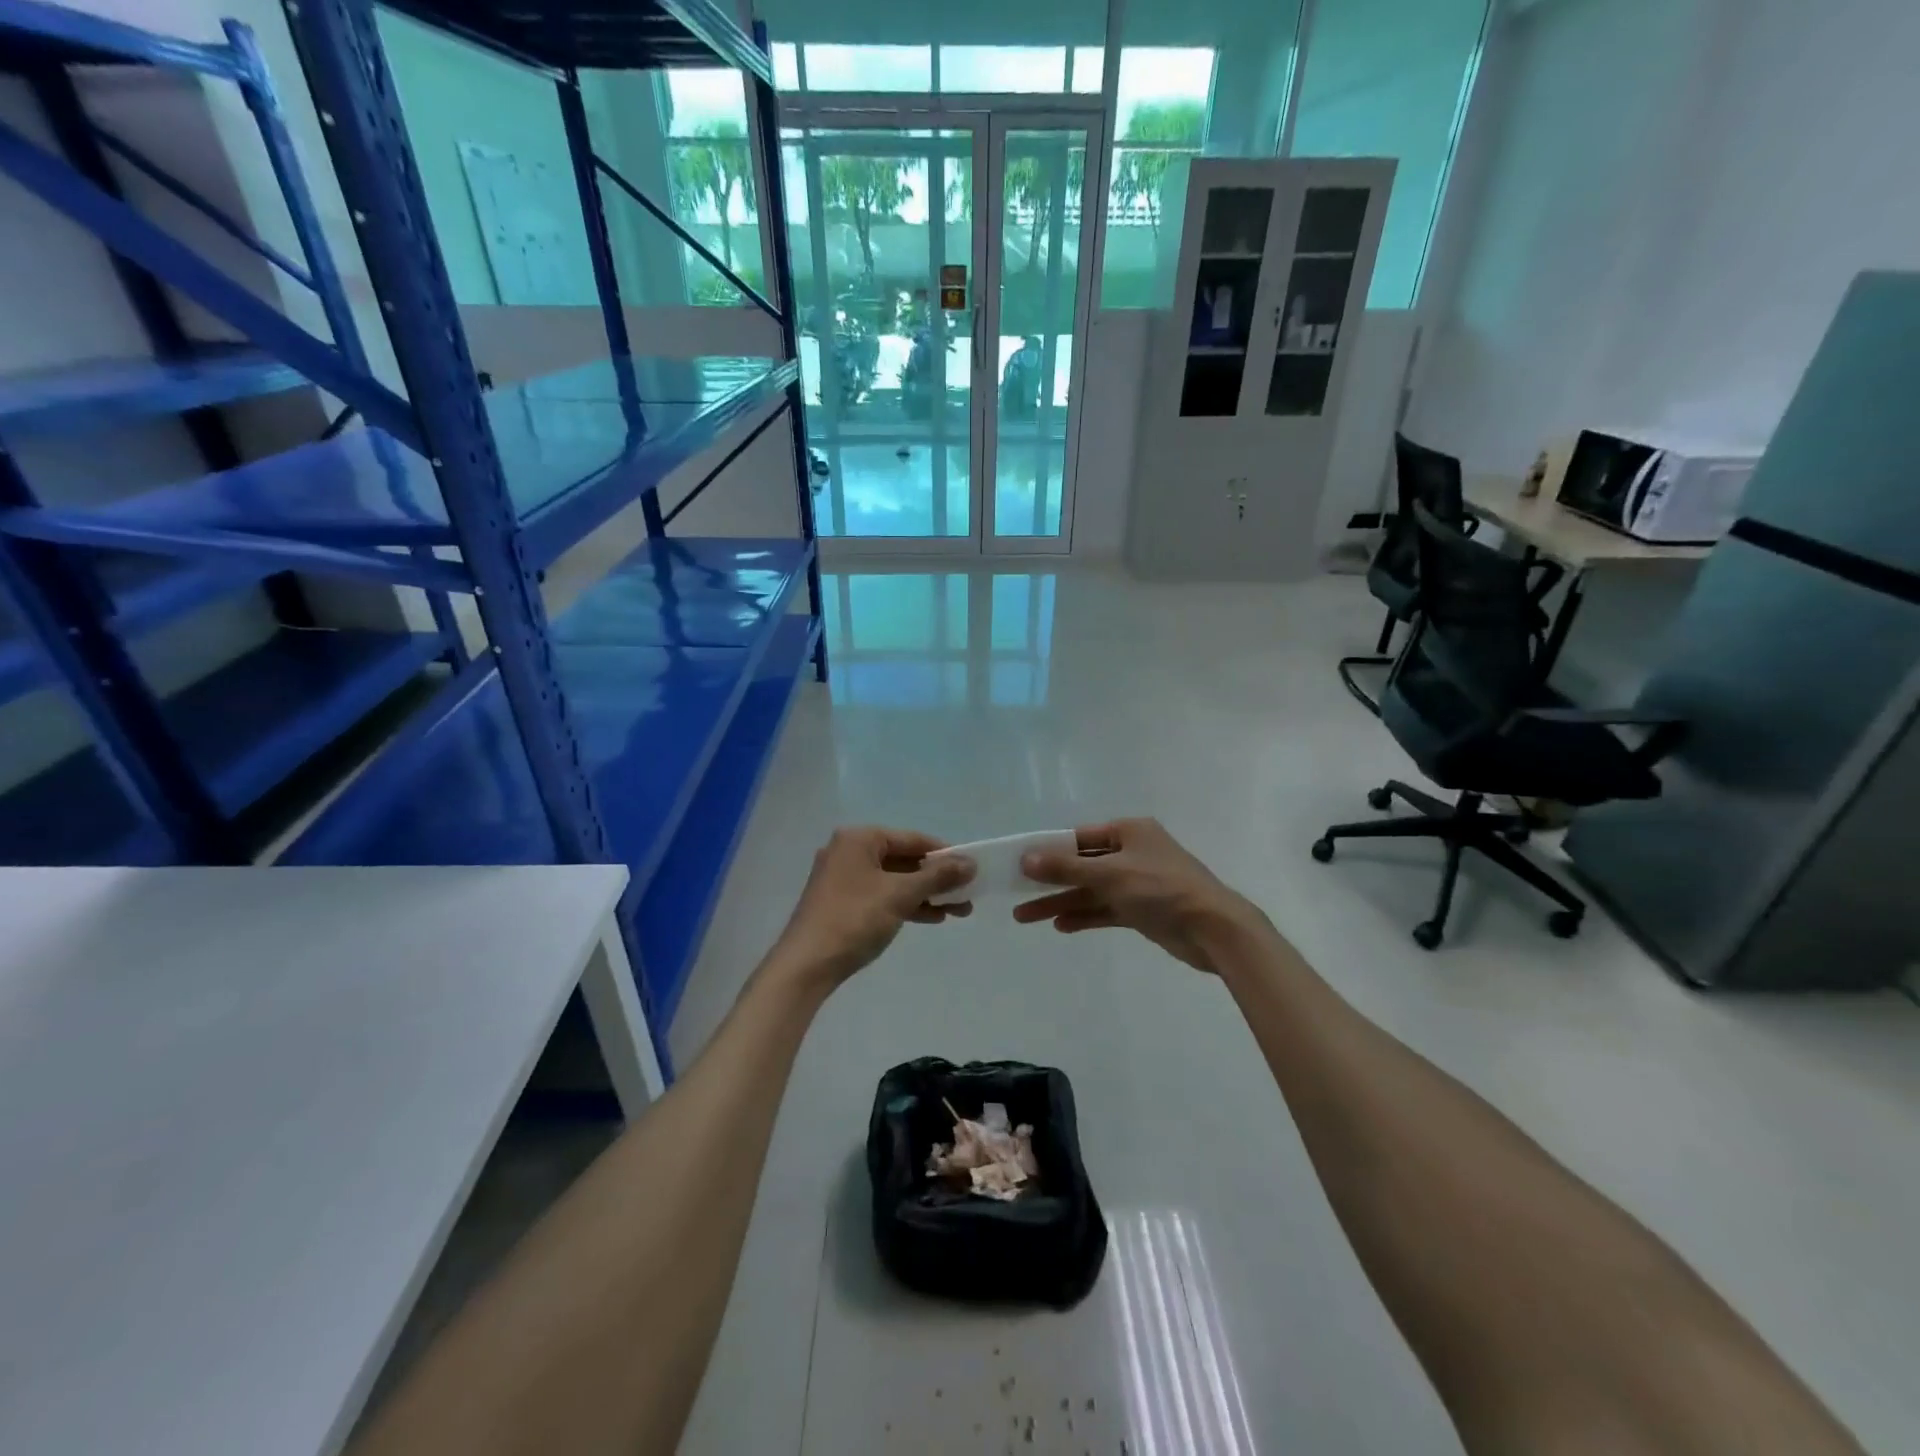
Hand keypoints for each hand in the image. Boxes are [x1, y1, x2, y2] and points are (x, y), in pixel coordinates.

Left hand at [769, 827, 974, 990]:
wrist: (806, 966)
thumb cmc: (855, 919)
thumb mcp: (901, 895)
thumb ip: (937, 876)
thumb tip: (971, 863)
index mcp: (859, 839)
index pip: (912, 839)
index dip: (944, 854)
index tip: (971, 869)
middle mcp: (849, 851)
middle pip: (904, 860)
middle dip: (937, 879)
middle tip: (967, 895)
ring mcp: (843, 878)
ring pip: (894, 880)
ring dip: (925, 894)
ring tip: (959, 911)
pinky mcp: (841, 902)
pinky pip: (881, 895)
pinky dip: (905, 904)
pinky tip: (932, 917)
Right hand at [1013, 818, 1264, 972]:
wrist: (1214, 929)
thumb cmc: (1162, 889)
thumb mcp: (1110, 875)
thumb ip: (1067, 867)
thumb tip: (1026, 858)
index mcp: (1128, 831)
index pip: (1078, 837)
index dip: (1047, 850)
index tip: (1018, 863)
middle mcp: (1132, 852)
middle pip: (1081, 865)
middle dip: (1049, 881)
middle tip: (1014, 894)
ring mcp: (1137, 882)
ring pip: (1090, 890)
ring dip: (1061, 901)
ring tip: (1024, 916)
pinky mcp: (1143, 909)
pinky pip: (1105, 909)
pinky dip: (1084, 916)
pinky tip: (1060, 926)